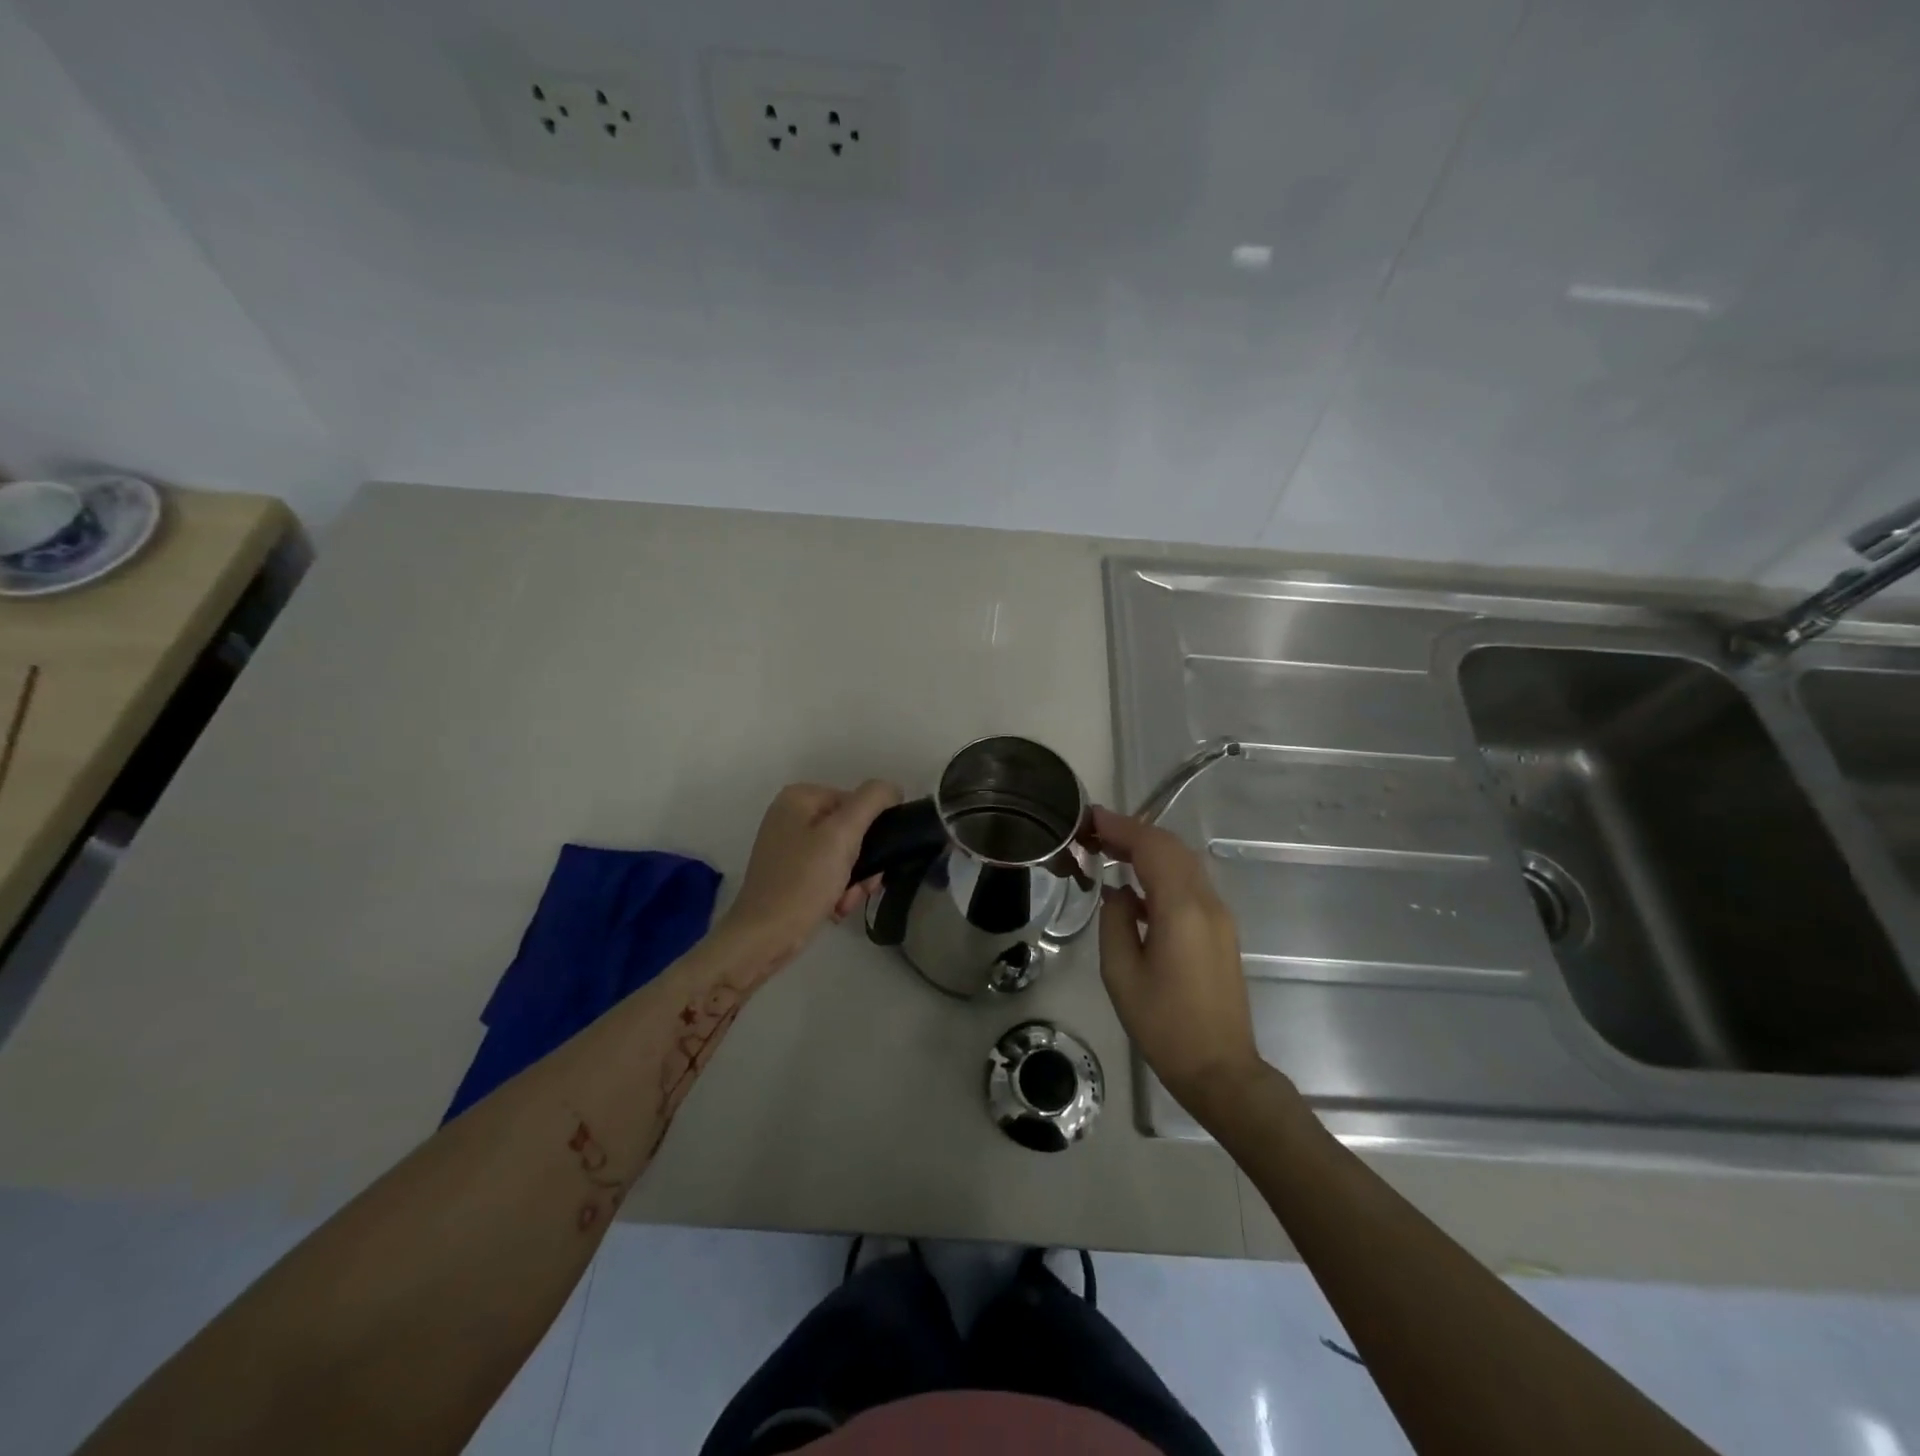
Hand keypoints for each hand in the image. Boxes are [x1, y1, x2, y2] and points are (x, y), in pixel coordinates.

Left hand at [719, 780, 901, 962]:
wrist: (763, 938)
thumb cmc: (803, 883)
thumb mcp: (843, 835)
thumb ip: (872, 802)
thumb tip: (892, 788)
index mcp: (800, 797)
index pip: (858, 803)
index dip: (872, 832)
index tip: (874, 863)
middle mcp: (791, 815)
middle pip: (851, 830)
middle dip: (863, 862)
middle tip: (863, 888)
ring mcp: (788, 845)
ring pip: (844, 854)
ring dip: (854, 880)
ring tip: (845, 902)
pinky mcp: (789, 872)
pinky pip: (828, 871)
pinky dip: (837, 889)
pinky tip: (835, 908)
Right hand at [1092, 806, 1265, 1119]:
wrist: (1220, 1069)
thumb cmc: (1164, 1025)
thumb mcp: (1121, 974)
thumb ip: (1115, 922)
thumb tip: (1119, 893)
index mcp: (1181, 910)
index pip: (1152, 849)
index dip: (1120, 827)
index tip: (1090, 817)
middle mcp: (1207, 903)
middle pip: (1171, 848)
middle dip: (1133, 832)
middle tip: (1095, 832)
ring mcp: (1219, 916)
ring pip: (1184, 863)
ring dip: (1149, 849)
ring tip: (1110, 850)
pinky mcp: (1221, 930)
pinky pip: (1190, 885)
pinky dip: (1162, 871)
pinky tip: (1135, 887)